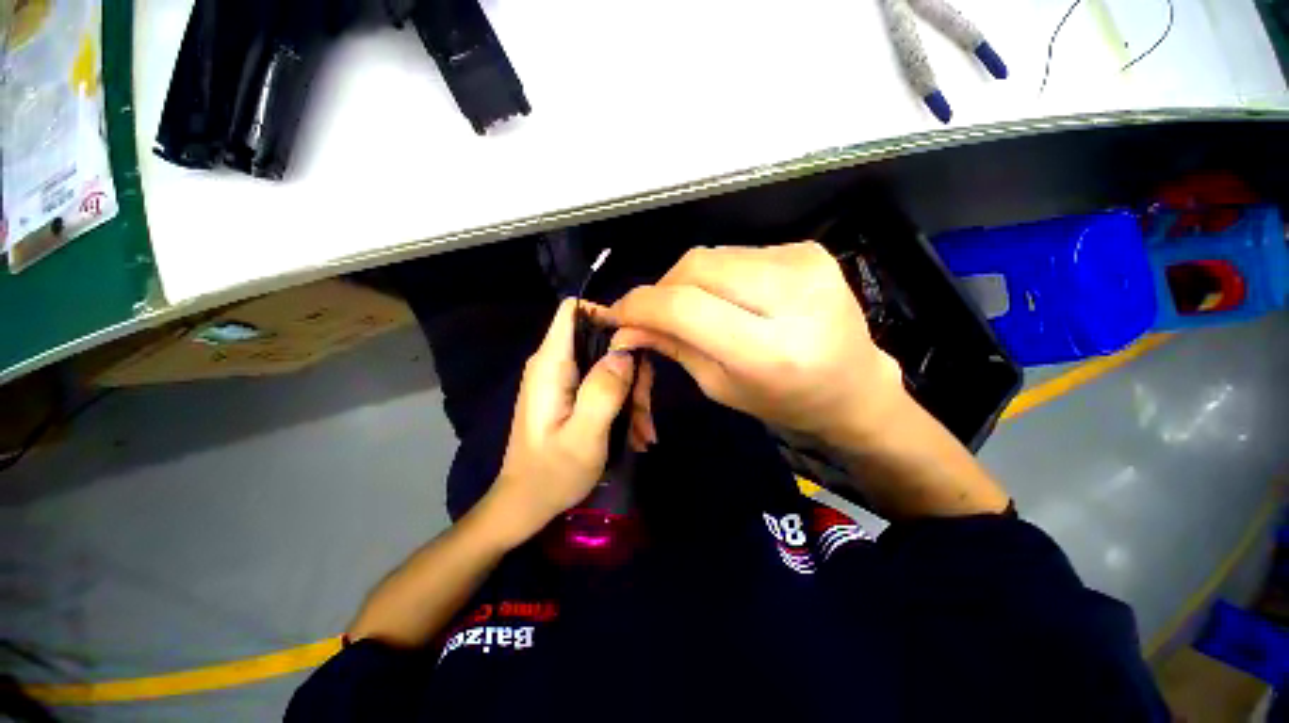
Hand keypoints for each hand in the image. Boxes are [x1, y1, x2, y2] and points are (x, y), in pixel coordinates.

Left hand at [483, 299, 636, 546]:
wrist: (527, 504)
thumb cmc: (551, 475)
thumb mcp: (584, 436)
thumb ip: (603, 391)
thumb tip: (624, 351)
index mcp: (551, 365)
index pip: (575, 310)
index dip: (608, 315)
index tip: (638, 343)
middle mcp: (555, 364)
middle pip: (601, 340)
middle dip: (631, 369)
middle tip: (644, 409)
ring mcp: (564, 380)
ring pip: (609, 365)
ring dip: (632, 394)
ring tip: (643, 433)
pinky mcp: (572, 394)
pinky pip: (605, 384)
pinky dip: (624, 405)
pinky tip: (635, 435)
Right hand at [609, 243, 905, 447]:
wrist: (853, 385)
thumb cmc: (785, 399)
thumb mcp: (721, 386)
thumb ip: (673, 347)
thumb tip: (626, 325)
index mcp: (770, 350)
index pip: (686, 308)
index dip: (641, 306)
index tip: (618, 314)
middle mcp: (792, 298)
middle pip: (696, 269)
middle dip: (661, 289)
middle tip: (653, 313)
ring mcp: (805, 265)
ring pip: (712, 255)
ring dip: (687, 281)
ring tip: (692, 307)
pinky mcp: (808, 249)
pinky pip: (737, 253)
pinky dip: (717, 274)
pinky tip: (727, 296)